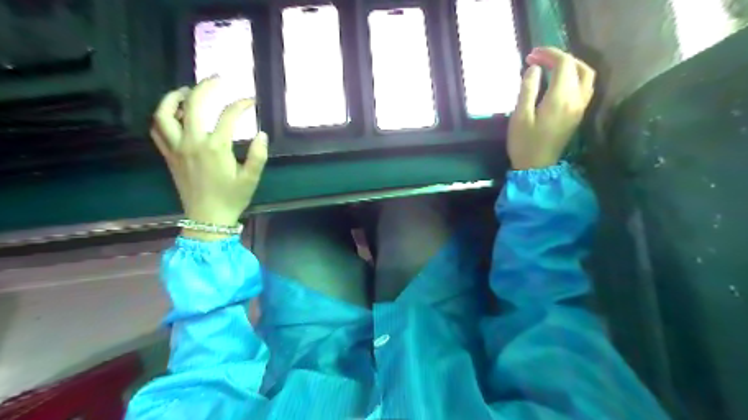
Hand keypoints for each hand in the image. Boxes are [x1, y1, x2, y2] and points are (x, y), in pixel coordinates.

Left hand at [151, 75, 268, 237]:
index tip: (251, 101)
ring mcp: (176, 148)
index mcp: (216, 148)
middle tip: (217, 80)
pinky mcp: (168, 156)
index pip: (228, 116)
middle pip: (193, 104)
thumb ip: (258, 155)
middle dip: (206, 87)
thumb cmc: (231, 199)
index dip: (241, 105)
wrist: (207, 219)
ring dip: (174, 97)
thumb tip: (262, 134)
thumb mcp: (251, 179)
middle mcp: (192, 143)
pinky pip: (157, 130)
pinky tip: (173, 114)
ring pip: (165, 113)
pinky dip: (162, 116)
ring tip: (187, 90)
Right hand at [509, 46, 596, 169]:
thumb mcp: (520, 116)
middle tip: (538, 59)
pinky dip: (575, 76)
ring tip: (551, 66)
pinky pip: (585, 87)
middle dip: (558, 57)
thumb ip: (528, 89)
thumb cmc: (524, 143)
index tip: (531, 55)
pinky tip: (560, 81)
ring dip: (571, 65)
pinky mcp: (578, 114)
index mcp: (560, 98)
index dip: (549, 54)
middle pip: (577, 66)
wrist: (537, 167)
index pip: (564, 64)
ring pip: (586, 75)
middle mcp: (576, 99)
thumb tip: (535, 68)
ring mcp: (580, 107)